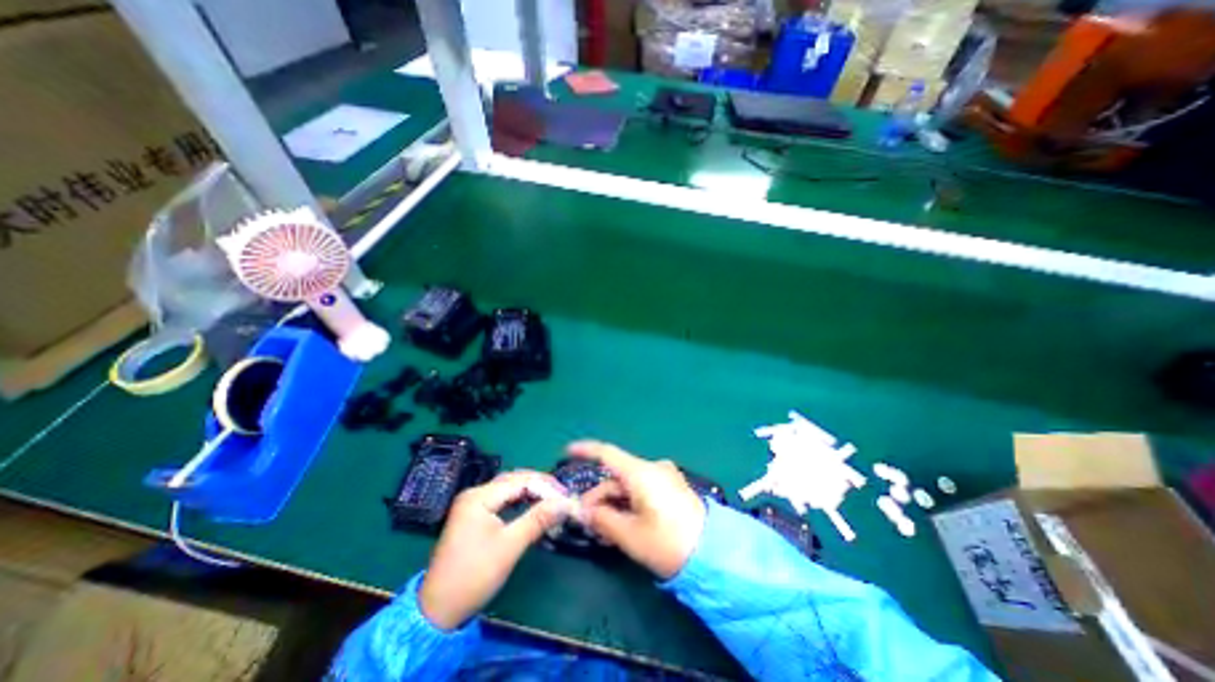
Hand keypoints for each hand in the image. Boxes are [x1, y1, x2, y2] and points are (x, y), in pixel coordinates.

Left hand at [420, 471, 572, 631]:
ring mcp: (472, 505)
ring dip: (530, 492)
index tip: (565, 496)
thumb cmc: (474, 576)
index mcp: (479, 497)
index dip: (545, 486)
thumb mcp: (510, 546)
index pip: (520, 481)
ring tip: (551, 500)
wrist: (436, 611)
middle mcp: (474, 494)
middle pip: (513, 480)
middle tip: (561, 496)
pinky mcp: (473, 516)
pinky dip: (519, 501)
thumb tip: (565, 503)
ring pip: (508, 489)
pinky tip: (531, 507)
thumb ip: (538, 519)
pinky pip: (501, 500)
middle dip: (539, 486)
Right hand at [572, 440, 706, 578]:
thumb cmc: (668, 542)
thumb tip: (585, 512)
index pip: (608, 453)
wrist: (714, 554)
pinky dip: (629, 503)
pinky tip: (622, 524)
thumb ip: (603, 520)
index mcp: (641, 472)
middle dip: (600, 496)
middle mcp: (653, 468)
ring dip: (614, 503)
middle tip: (587, 521)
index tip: (568, 451)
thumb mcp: (630, 535)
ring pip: (629, 485)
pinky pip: (643, 490)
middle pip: (617, 476)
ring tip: (603, 530)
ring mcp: (665, 477)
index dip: (586, 450)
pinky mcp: (673, 488)